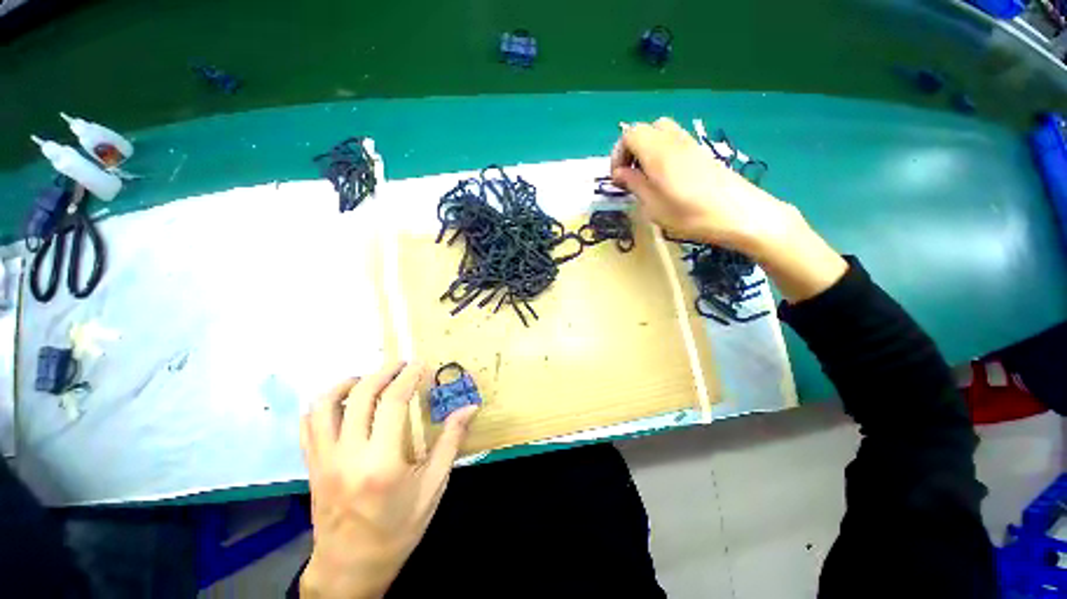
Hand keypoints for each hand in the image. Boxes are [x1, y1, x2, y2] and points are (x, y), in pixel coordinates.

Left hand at [299, 361, 477, 598]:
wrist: (350, 568)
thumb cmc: (397, 530)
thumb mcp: (433, 488)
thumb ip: (450, 442)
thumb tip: (469, 408)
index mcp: (381, 462)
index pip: (392, 402)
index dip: (408, 376)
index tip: (420, 363)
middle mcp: (347, 455)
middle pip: (360, 395)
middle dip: (383, 372)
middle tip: (401, 364)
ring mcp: (323, 460)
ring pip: (324, 405)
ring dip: (348, 383)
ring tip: (369, 378)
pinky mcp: (312, 466)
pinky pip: (308, 425)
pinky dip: (325, 404)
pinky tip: (344, 403)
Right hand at [610, 118, 798, 255]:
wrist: (741, 214)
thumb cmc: (691, 215)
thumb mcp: (654, 206)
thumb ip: (635, 185)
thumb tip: (619, 173)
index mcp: (657, 152)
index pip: (629, 134)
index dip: (618, 154)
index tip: (618, 178)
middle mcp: (673, 141)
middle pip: (645, 129)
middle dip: (632, 150)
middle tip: (631, 175)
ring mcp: (690, 144)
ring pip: (661, 133)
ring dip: (647, 151)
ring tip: (648, 177)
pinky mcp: (702, 152)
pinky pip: (675, 142)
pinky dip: (663, 153)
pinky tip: (667, 178)